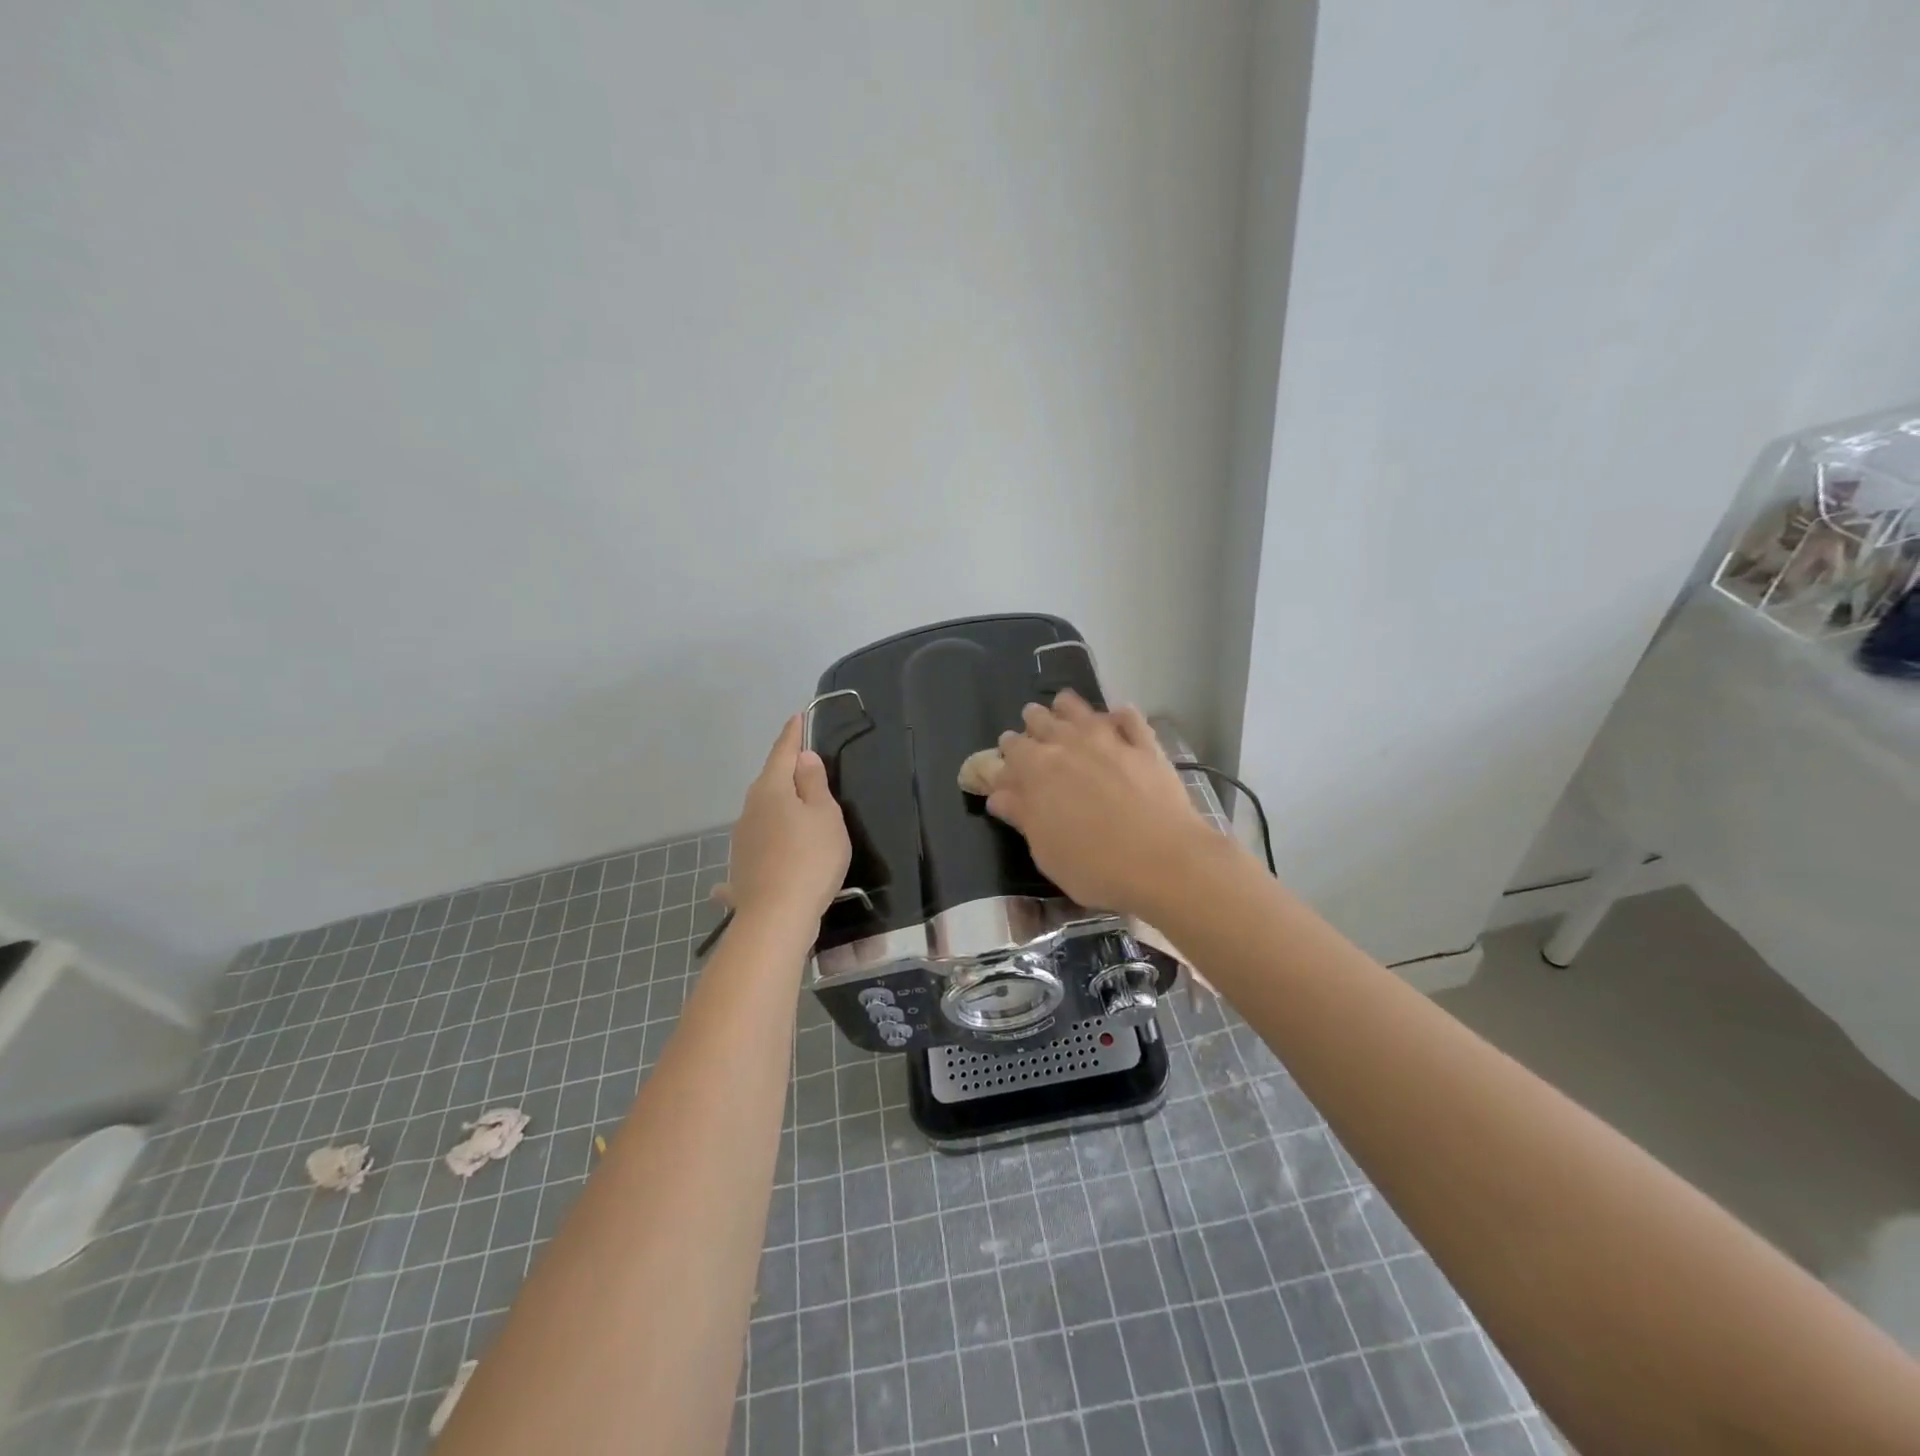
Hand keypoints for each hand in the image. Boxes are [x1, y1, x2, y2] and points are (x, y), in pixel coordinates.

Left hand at [726, 716, 850, 929]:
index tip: (798, 717)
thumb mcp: (825, 815)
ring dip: (780, 808)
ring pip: (764, 813)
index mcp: (772, 790)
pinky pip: (759, 847)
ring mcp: (742, 840)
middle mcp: (750, 809)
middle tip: (807, 767)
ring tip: (800, 813)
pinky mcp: (743, 867)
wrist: (776, 917)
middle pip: (770, 782)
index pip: (783, 752)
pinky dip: (768, 844)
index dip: (793, 735)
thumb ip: (814, 784)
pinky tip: (768, 858)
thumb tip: (803, 759)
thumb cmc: (810, 858)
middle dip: (787, 773)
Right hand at [986, 692, 1217, 915]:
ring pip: (1082, 710)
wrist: (1163, 862)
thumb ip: (1022, 816)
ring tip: (1064, 707)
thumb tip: (998, 795)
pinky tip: (1118, 716)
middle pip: (1042, 720)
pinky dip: (1121, 715)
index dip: (1007, 751)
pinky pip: (1130, 718)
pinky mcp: (1146, 746)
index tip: (1007, 757)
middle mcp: (1069, 744)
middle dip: (1034, 722)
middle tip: (1033, 728)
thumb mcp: (1045, 850)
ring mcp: (1110, 740)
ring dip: (1069, 708)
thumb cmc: (1094, 865)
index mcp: (1036, 769)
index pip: (1012, 748)